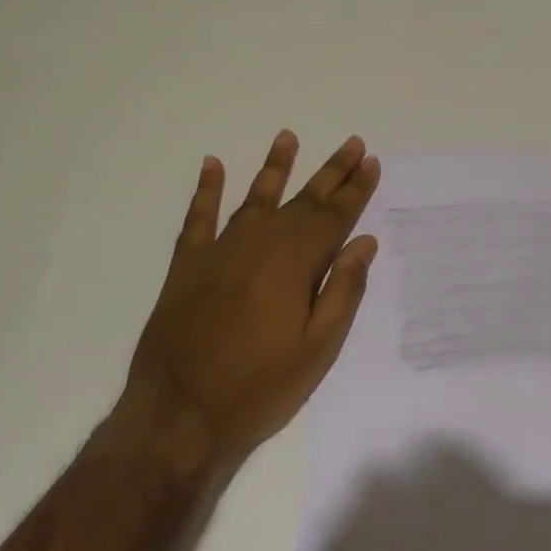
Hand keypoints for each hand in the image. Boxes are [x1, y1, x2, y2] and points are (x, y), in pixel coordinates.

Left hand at [119, 130, 381, 477]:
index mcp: (296, 263)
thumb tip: (364, 243)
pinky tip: (212, 165)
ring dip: (275, 166)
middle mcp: (261, 243)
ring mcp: (221, 249)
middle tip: (352, 143)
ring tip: (288, 137)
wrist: (179, 414)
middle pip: (303, 199)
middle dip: (332, 171)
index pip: (335, 215)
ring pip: (255, 196)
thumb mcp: (316, 350)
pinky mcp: (188, 263)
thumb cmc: (258, 388)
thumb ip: (343, 291)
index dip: (356, 188)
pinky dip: (206, 188)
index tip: (372, 162)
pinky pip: (199, 215)